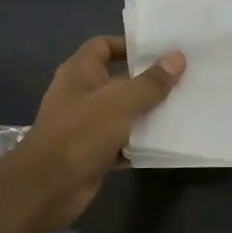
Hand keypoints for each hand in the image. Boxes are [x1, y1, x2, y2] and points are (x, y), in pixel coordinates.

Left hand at [5, 36, 184, 232]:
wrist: (48, 188)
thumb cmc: (82, 132)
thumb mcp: (121, 101)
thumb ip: (151, 81)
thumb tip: (178, 57)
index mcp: (80, 72)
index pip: (104, 45)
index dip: (129, 44)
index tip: (162, 51)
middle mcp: (81, 94)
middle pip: (118, 79)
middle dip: (148, 80)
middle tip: (183, 77)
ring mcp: (86, 124)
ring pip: (123, 112)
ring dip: (147, 112)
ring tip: (182, 106)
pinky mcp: (92, 151)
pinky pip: (122, 140)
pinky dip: (140, 141)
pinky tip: (167, 140)